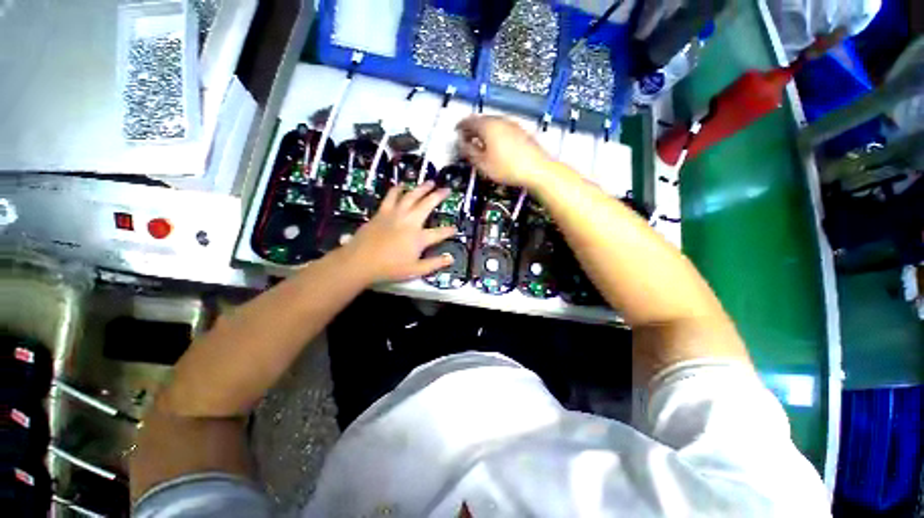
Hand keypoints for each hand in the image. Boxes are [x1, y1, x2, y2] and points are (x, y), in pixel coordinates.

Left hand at [341, 182, 455, 283]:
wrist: (360, 261)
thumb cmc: (389, 268)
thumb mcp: (415, 270)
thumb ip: (434, 264)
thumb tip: (451, 258)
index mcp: (419, 237)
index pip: (439, 233)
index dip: (449, 230)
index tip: (455, 228)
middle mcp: (410, 221)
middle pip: (427, 204)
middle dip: (439, 196)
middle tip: (447, 189)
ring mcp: (396, 214)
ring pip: (411, 196)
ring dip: (422, 188)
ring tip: (430, 182)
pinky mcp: (383, 212)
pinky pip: (392, 196)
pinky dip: (398, 189)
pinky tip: (402, 185)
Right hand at [456, 115, 552, 187]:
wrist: (537, 170)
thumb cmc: (508, 168)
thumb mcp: (483, 164)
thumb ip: (469, 152)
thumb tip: (462, 144)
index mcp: (488, 126)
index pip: (469, 121)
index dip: (460, 127)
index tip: (456, 132)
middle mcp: (500, 120)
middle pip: (481, 120)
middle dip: (472, 129)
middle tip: (466, 138)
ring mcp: (512, 125)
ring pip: (493, 124)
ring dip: (483, 132)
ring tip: (480, 144)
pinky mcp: (521, 132)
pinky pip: (503, 129)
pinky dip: (495, 134)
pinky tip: (495, 146)